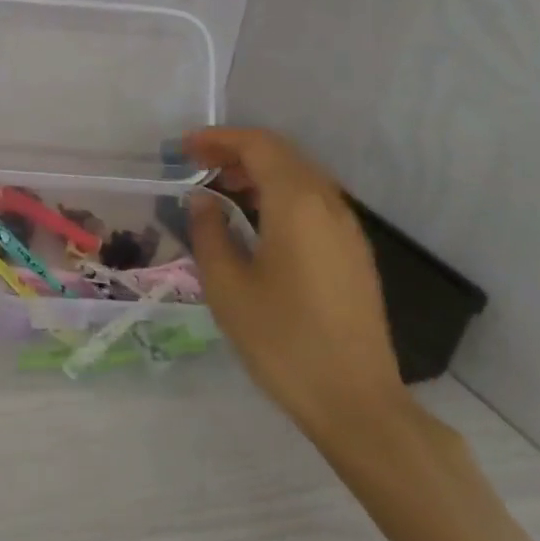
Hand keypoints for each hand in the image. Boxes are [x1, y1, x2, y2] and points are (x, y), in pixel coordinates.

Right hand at [182, 127, 409, 446]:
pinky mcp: (354, 254)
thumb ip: (209, 232)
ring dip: (260, 172)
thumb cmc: (282, 339)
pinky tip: (258, 221)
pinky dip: (281, 195)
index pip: (258, 146)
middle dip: (237, 151)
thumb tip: (203, 199)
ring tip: (222, 189)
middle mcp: (328, 205)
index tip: (184, 148)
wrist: (355, 401)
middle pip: (283, 155)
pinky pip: (314, 203)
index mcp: (297, 204)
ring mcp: (348, 230)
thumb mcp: (227, 286)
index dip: (218, 139)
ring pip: (301, 177)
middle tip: (197, 165)